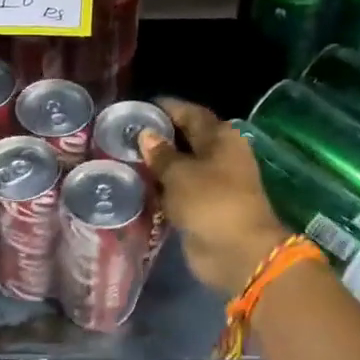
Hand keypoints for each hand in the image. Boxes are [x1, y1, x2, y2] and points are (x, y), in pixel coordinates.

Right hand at [138, 98, 291, 297]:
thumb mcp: (180, 173)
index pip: (190, 113)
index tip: (137, 107)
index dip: (166, 109)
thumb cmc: (210, 202)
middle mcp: (219, 156)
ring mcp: (212, 184)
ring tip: (123, 159)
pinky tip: (137, 186)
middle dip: (158, 137)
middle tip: (123, 135)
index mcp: (221, 138)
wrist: (236, 252)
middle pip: (186, 139)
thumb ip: (161, 154)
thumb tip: (146, 135)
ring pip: (180, 167)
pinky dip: (161, 188)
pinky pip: (178, 191)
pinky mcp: (203, 208)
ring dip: (157, 165)